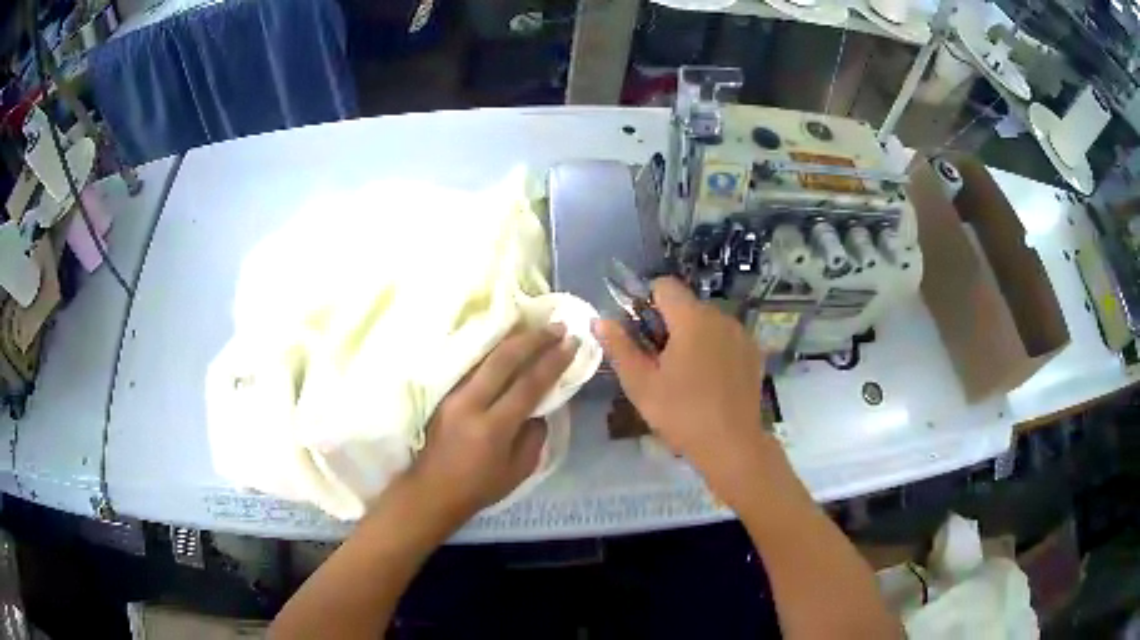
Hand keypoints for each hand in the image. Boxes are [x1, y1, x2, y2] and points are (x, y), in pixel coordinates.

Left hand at [404, 324, 577, 530]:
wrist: (431, 490)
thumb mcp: (519, 470)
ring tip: (535, 327)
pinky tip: (506, 343)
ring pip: (484, 355)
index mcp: (493, 427)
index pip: (528, 385)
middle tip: (557, 326)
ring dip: (512, 338)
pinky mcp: (442, 392)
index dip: (553, 361)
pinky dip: (493, 350)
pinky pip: (472, 364)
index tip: (571, 342)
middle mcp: (470, 403)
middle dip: (534, 339)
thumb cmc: (479, 487)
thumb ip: (535, 436)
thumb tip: (540, 407)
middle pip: (504, 359)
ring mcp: (453, 394)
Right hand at [594, 279, 774, 505]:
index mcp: (692, 318)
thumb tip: (600, 320)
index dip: (647, 302)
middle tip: (659, 363)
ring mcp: (741, 334)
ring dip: (692, 336)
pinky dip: (713, 348)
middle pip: (686, 305)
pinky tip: (709, 381)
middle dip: (669, 324)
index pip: (664, 285)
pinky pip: (725, 337)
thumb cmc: (682, 413)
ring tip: (686, 375)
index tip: (641, 334)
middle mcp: (720, 316)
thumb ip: (619, 347)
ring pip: (707, 322)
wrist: (732, 444)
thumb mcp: (641, 384)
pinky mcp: (753, 352)